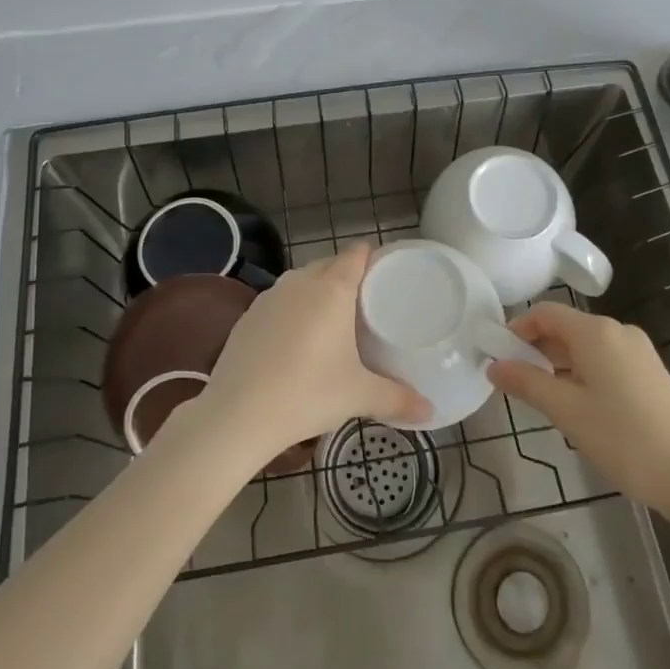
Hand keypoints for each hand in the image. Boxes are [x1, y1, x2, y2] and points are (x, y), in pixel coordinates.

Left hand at [195, 245, 429, 462]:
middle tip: (366, 304)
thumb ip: (398, 399)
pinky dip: (291, 312)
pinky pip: (279, 302)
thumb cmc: (308, 393)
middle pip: (330, 265)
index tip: (385, 275)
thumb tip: (431, 412)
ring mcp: (269, 296)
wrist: (237, 414)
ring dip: (317, 293)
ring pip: (301, 282)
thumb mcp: (359, 396)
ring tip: (332, 322)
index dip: (372, 258)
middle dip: (347, 276)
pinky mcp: (248, 316)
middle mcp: (300, 282)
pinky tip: (295, 342)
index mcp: (333, 288)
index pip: (356, 254)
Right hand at [488, 302, 669, 516]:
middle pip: (566, 327)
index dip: (517, 328)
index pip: (545, 312)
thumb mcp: (567, 412)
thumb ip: (527, 384)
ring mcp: (639, 352)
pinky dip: (583, 373)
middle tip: (514, 382)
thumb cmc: (624, 439)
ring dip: (559, 364)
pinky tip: (578, 406)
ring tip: (542, 398)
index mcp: (596, 332)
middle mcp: (618, 331)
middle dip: (536, 349)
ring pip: (586, 346)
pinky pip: (606, 360)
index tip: (497, 354)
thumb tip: (494, 366)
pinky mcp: (651, 373)